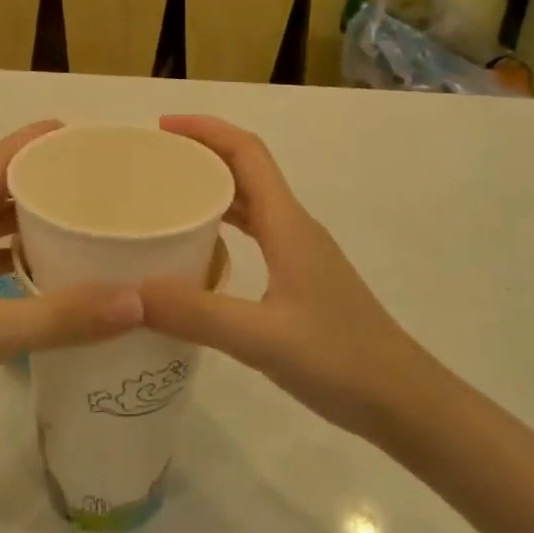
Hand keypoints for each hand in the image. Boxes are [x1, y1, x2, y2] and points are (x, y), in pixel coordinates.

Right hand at [138, 115, 425, 440]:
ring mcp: (300, 253)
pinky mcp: (300, 279)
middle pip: (245, 169)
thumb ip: (195, 314)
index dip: (205, 130)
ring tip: (164, 198)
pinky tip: (197, 251)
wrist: (406, 403)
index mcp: (287, 223)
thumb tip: (127, 293)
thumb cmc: (341, 360)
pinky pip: (255, 233)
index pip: (246, 151)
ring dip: (210, 189)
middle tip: (151, 164)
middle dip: (200, 154)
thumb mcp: (261, 338)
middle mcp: (294, 226)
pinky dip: (222, 226)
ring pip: (250, 202)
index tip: (160, 128)